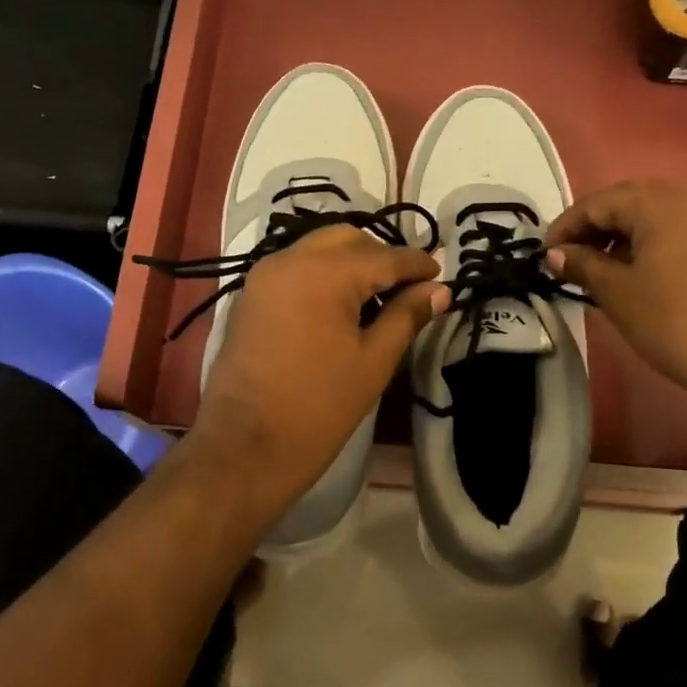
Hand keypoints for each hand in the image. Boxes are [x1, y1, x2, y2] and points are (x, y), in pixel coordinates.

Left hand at [188, 225, 448, 521]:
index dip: (417, 265)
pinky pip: (296, 267)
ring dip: (351, 262)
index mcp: (325, 272)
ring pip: (318, 248)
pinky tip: (342, 305)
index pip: (385, 256)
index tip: (442, 276)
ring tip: (377, 298)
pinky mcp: (251, 295)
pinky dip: (323, 273)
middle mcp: (291, 259)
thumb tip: (439, 290)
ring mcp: (265, 275)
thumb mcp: (374, 362)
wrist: (244, 448)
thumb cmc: (318, 408)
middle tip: (409, 289)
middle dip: (382, 256)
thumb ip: (406, 316)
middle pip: (348, 239)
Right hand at [546, 179, 686, 416]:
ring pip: (653, 216)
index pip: (598, 202)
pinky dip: (647, 244)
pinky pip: (675, 231)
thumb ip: (583, 265)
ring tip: (599, 268)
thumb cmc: (672, 320)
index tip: (545, 254)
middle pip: (628, 201)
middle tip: (571, 256)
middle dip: (594, 225)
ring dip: (620, 235)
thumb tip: (556, 254)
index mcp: (657, 205)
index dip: (567, 225)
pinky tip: (636, 274)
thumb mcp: (617, 292)